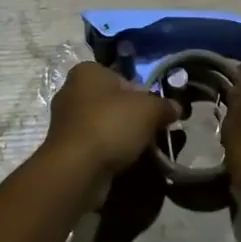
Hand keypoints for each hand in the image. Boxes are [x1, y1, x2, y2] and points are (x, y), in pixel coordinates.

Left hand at [44, 62, 179, 179]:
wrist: (77, 169)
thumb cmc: (111, 125)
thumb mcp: (149, 110)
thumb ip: (164, 105)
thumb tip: (176, 107)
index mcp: (87, 71)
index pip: (121, 76)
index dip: (141, 93)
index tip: (154, 111)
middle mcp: (71, 90)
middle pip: (112, 101)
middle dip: (131, 116)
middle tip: (150, 132)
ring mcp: (64, 121)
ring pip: (103, 124)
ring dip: (120, 136)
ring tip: (139, 150)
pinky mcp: (64, 148)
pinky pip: (94, 144)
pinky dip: (108, 152)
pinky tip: (122, 163)